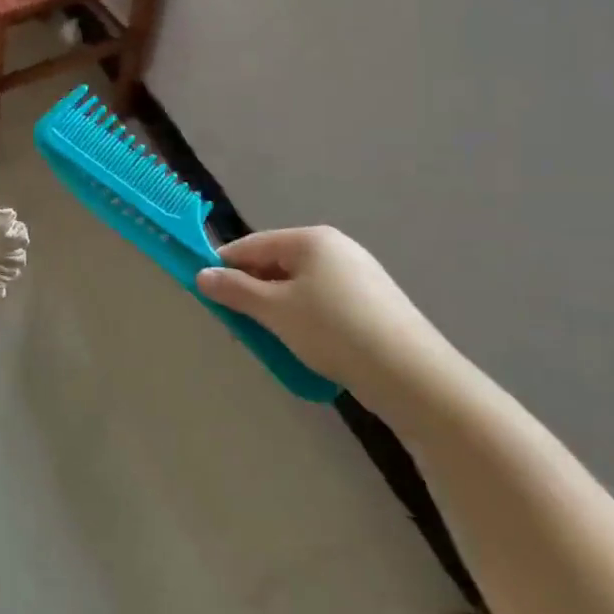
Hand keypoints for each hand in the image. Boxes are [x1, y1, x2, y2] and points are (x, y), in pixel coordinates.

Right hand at [197, 227, 446, 387]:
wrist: (410, 373)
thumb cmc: (332, 330)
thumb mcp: (275, 310)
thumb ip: (235, 290)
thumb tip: (203, 274)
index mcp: (310, 239)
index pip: (252, 245)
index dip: (224, 266)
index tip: (204, 292)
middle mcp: (335, 247)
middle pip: (276, 263)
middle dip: (252, 291)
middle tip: (237, 323)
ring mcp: (358, 274)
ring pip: (298, 285)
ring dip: (276, 307)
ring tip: (269, 338)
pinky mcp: (372, 301)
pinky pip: (322, 301)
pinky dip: (303, 317)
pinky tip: (304, 344)